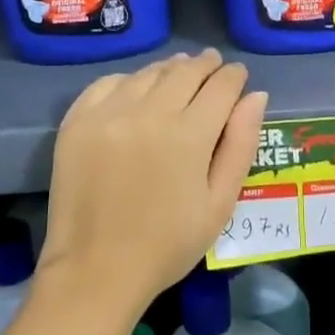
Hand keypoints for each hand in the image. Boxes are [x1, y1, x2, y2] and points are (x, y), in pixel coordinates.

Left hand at [39, 50, 267, 318]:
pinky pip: (109, 83)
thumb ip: (240, 145)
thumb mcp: (219, 203)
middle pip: (185, 71)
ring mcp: (109, 113)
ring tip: (179, 72)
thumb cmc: (168, 244)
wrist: (96, 270)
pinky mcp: (78, 120)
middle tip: (212, 65)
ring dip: (170, 69)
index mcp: (189, 135)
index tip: (238, 74)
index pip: (220, 86)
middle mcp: (149, 112)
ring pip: (148, 73)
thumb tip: (256, 96)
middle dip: (205, 65)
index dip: (234, 76)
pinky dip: (130, 80)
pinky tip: (137, 88)